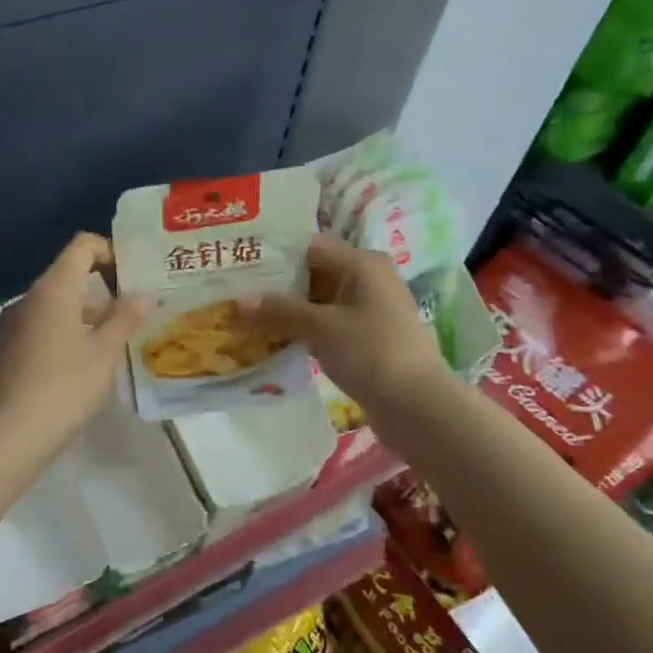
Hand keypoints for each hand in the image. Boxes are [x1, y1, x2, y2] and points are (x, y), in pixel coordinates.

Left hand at [0, 233, 144, 466]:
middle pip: (69, 277)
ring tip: (120, 343)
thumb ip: (125, 319)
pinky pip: (43, 329)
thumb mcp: (104, 354)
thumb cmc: (62, 389)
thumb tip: (143, 295)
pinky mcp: (7, 353)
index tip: (135, 276)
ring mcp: (13, 327)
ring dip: (89, 317)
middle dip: (105, 290)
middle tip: (138, 312)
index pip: (82, 246)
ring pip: (57, 307)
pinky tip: (88, 366)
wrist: (4, 438)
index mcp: (52, 290)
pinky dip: (69, 335)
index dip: (111, 251)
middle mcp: (29, 299)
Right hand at [242, 233, 448, 409]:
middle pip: (312, 271)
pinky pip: (327, 322)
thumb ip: (278, 310)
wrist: (418, 406)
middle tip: (234, 291)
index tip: (238, 261)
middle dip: (274, 284)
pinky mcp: (367, 336)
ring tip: (246, 315)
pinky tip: (274, 337)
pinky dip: (302, 327)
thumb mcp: (320, 327)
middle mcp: (367, 278)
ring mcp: (369, 308)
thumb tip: (238, 301)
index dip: (272, 253)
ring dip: (287, 308)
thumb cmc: (371, 353)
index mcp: (361, 262)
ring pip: (318, 299)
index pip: (307, 245)